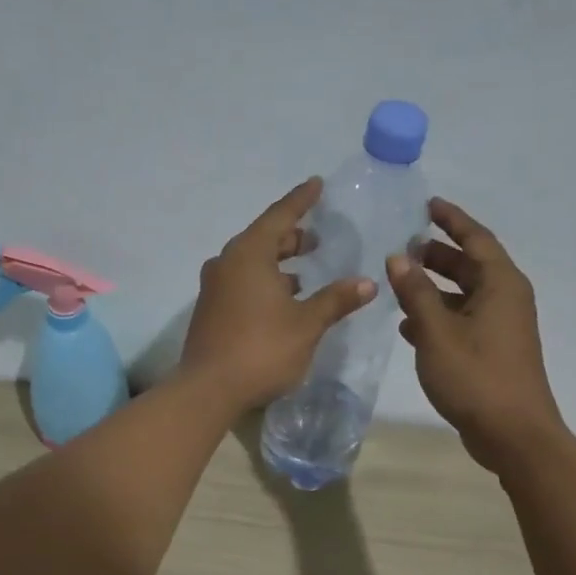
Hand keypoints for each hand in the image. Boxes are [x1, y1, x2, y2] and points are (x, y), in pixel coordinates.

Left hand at [181, 178, 376, 410]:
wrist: (208, 389)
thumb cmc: (261, 349)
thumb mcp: (307, 324)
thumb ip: (335, 300)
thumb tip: (367, 282)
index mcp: (249, 254)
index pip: (280, 216)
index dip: (301, 200)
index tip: (317, 184)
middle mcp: (227, 263)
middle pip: (263, 239)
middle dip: (291, 237)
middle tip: (317, 237)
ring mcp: (214, 287)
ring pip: (251, 263)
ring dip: (278, 263)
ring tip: (305, 272)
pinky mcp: (210, 310)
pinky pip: (242, 283)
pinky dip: (264, 282)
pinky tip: (283, 300)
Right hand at [387, 197, 567, 472]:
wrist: (513, 434)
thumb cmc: (476, 376)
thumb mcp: (437, 332)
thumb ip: (416, 292)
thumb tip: (398, 257)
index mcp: (501, 284)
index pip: (476, 238)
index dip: (451, 219)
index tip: (427, 205)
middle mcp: (505, 298)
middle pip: (470, 265)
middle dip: (437, 254)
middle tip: (403, 247)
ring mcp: (501, 326)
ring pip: (464, 294)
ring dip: (434, 287)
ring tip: (399, 283)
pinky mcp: (493, 350)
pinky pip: (463, 320)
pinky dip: (438, 316)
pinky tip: (408, 327)